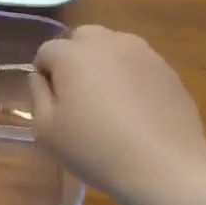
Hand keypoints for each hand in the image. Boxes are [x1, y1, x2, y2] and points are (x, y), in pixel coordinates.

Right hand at [28, 26, 205, 204]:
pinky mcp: (168, 69)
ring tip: (109, 100)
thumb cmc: (95, 149)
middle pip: (82, 38)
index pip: (47, 50)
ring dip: (104, 63)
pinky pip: (138, 64)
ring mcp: (143, 53)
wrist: (164, 166)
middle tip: (78, 94)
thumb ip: (38, 95)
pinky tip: (135, 109)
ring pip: (113, 47)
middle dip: (74, 58)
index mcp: (73, 55)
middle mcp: (108, 43)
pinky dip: (130, 76)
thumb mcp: (46, 130)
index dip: (44, 74)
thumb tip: (41, 77)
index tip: (50, 101)